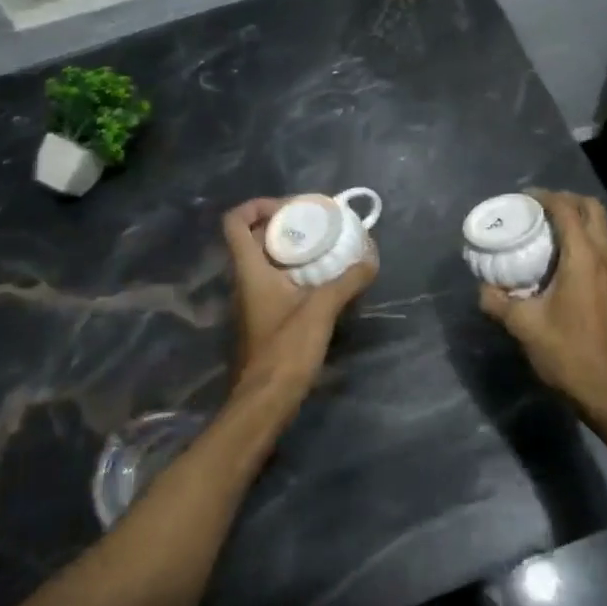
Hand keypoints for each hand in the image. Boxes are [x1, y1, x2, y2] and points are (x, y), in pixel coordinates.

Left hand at [222, 198, 377, 404]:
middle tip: (315, 224)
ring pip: (264, 260)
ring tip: (324, 246)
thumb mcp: (321, 310)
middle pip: (253, 237)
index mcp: (249, 269)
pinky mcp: (264, 318)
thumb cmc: (285, 349)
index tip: (289, 207)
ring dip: (289, 249)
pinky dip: (294, 272)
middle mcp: (245, 280)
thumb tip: (370, 259)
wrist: (266, 400)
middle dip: (282, 225)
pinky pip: (275, 281)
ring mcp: (252, 300)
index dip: (256, 205)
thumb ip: (346, 282)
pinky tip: (323, 279)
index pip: (235, 221)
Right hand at [479, 190, 606, 418]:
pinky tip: (557, 257)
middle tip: (536, 208)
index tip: (521, 199)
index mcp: (583, 258)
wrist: (606, 389)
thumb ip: (497, 300)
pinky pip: (599, 245)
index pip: (566, 210)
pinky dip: (581, 237)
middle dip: (564, 200)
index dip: (544, 197)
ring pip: (599, 226)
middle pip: (591, 209)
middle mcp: (603, 256)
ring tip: (543, 228)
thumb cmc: (566, 352)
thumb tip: (483, 287)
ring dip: (574, 218)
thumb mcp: (522, 325)